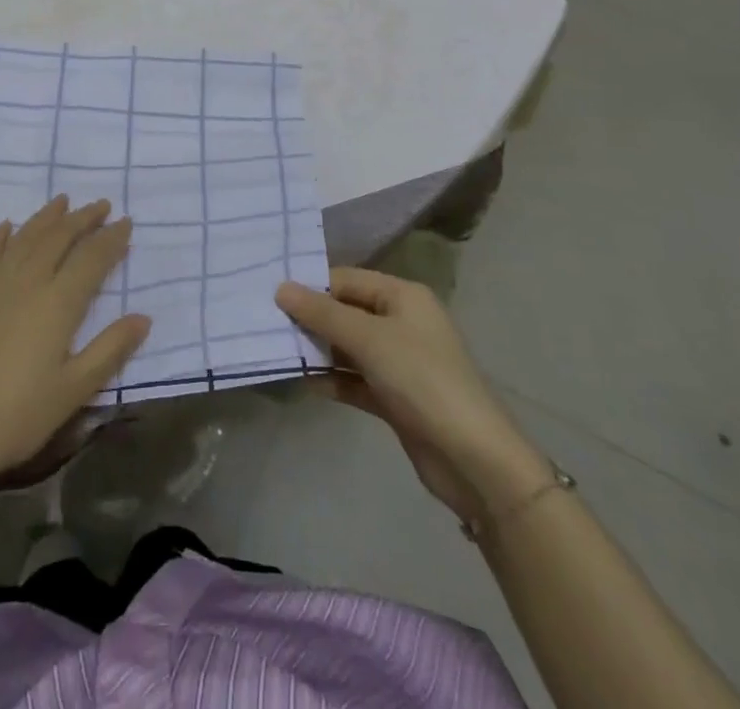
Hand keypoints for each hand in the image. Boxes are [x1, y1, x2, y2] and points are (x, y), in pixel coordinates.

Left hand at [0, 196, 150, 476]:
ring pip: (26, 236)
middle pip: (60, 236)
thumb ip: (110, 350)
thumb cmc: (18, 414)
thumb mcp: (73, 391)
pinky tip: (9, 226)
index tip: (126, 222)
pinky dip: (3, 234)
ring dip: (48, 216)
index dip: (111, 238)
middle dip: (84, 218)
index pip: (92, 257)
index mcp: (58, 302)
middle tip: (102, 205)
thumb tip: (144, 317)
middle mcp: (29, 280)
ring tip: (64, 201)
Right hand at [276, 268, 551, 520]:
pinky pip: (354, 379)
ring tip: (276, 352)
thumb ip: (322, 314)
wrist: (473, 459)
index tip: (270, 295)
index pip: (346, 280)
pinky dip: (332, 379)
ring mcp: (399, 361)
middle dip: (310, 319)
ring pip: (348, 347)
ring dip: (317, 350)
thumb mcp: (369, 339)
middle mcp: (401, 322)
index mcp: (403, 296)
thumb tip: (281, 288)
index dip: (311, 286)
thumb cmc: (422, 380)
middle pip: (346, 312)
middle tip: (266, 324)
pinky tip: (302, 383)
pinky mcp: (394, 397)